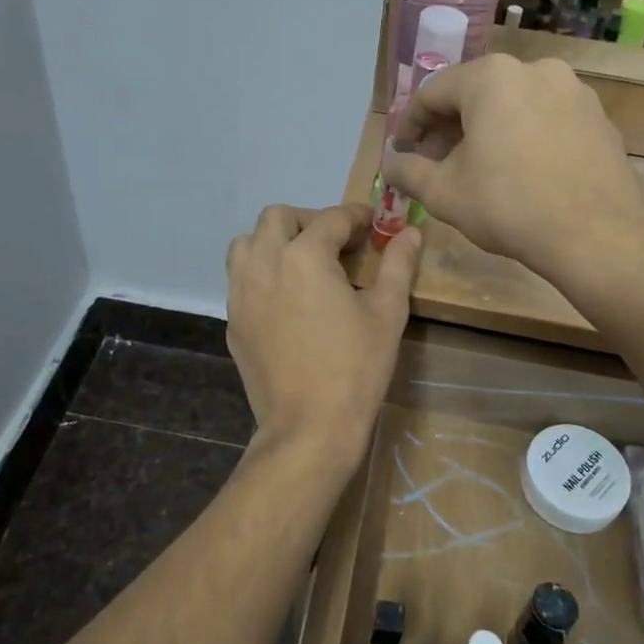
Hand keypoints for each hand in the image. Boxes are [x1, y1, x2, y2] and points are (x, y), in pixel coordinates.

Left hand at [225, 204, 419, 455]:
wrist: (308, 428)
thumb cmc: (355, 368)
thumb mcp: (387, 313)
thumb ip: (397, 264)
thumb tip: (410, 232)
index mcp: (304, 257)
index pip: (331, 218)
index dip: (357, 216)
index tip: (374, 224)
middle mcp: (264, 264)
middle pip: (278, 217)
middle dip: (309, 220)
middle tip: (336, 243)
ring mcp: (241, 293)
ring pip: (247, 243)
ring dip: (274, 241)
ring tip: (303, 264)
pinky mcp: (233, 320)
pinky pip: (240, 279)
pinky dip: (261, 272)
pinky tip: (286, 298)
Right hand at [378, 55, 643, 288]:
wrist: (596, 235)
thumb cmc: (508, 206)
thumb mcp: (443, 192)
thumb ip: (409, 171)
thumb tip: (390, 165)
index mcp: (491, 77)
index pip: (433, 93)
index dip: (411, 125)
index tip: (402, 152)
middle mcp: (534, 69)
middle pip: (475, 93)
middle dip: (449, 127)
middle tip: (436, 162)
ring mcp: (573, 90)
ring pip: (513, 103)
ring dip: (487, 130)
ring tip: (478, 168)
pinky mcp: (598, 116)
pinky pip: (546, 117)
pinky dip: (524, 135)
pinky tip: (520, 170)